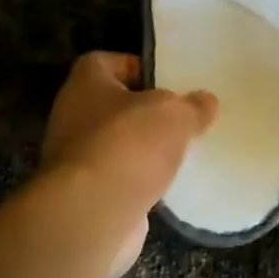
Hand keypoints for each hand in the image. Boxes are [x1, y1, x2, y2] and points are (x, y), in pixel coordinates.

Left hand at [41, 52, 218, 276]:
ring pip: (118, 145)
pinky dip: (140, 182)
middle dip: (147, 113)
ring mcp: (76, 159)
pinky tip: (169, 186)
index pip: (108, 62)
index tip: (169, 81)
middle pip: (115, 106)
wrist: (92, 214)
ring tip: (182, 153)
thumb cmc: (129, 144)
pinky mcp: (86, 195)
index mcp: (86, 83)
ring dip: (144, 150)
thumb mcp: (176, 114)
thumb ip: (193, 105)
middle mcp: (73, 116)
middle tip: (182, 118)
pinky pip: (119, 179)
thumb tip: (205, 101)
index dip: (138, 68)